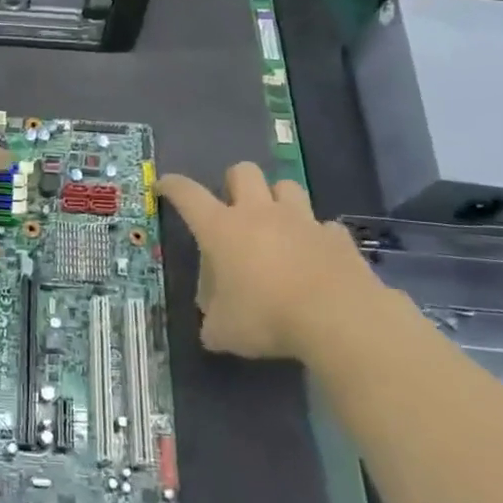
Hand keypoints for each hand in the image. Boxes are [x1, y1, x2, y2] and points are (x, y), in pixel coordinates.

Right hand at [157, 164, 381, 359]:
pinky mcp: (336, 237)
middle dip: (234, 183)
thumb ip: (213, 324)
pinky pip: (324, 226)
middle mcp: (259, 214)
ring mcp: (301, 221)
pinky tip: (316, 257)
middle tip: (233, 209)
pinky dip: (317, 237)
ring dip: (278, 200)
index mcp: (221, 229)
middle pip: (243, 171)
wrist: (339, 318)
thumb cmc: (267, 317)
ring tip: (277, 226)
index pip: (187, 194)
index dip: (172, 186)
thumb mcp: (225, 331)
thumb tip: (212, 328)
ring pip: (287, 186)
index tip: (163, 186)